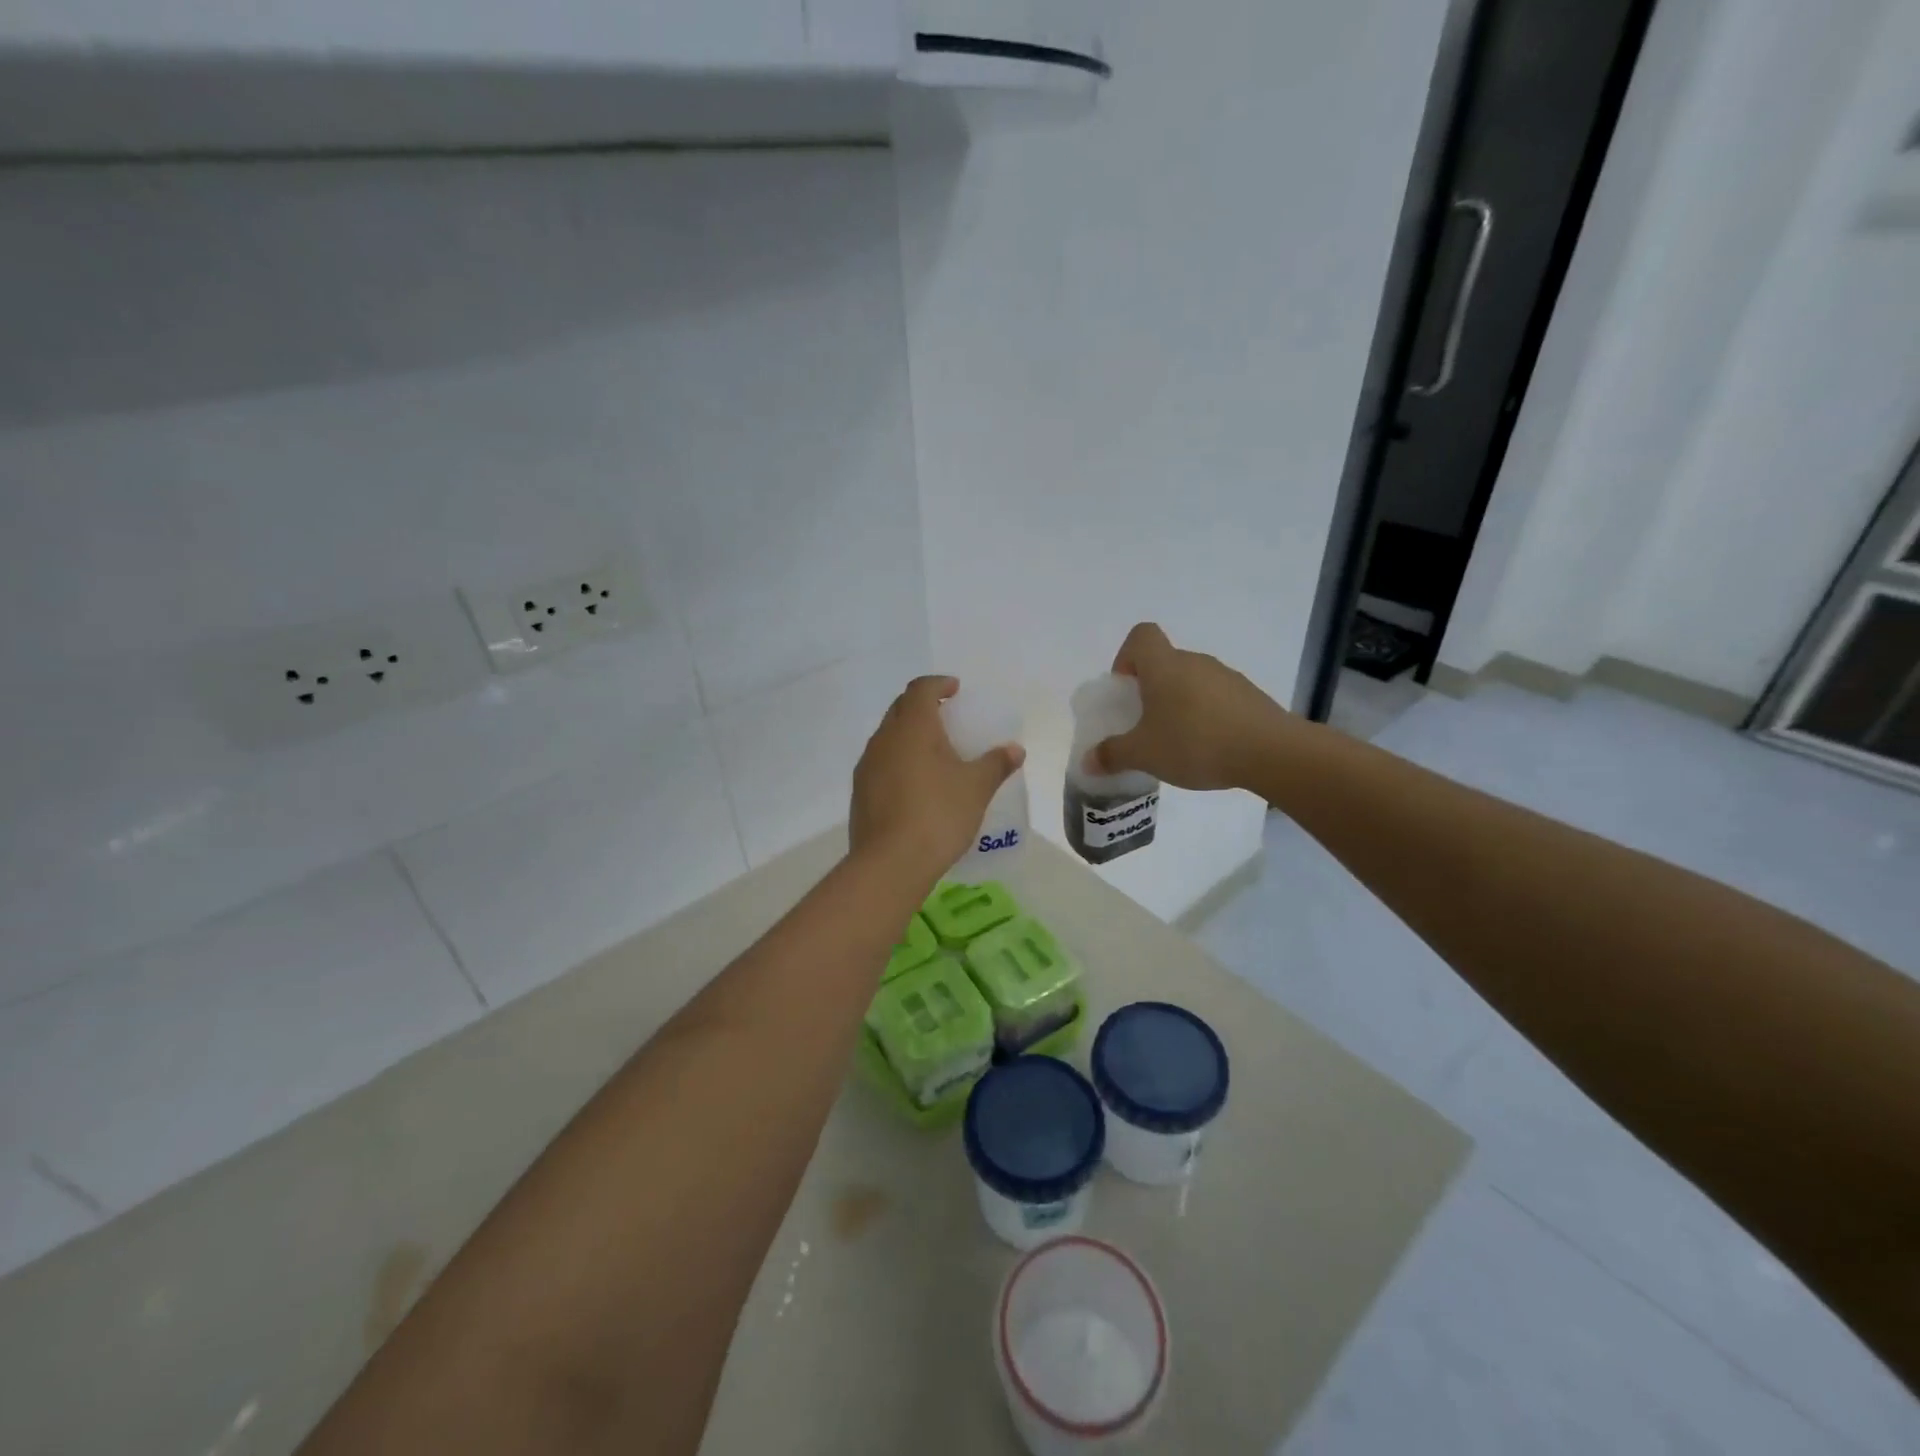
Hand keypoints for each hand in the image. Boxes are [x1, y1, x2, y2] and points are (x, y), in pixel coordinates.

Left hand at [851, 676, 1024, 875]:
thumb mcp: (976, 788)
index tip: (955, 690)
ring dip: (909, 735)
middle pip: (900, 709)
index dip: (938, 684)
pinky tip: (916, 784)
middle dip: (922, 706)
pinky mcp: (860, 792)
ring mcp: (867, 766)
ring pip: (888, 737)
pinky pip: (881, 763)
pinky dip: (899, 761)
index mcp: (912, 727)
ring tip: (934, 753)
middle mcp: (884, 739)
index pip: (920, 689)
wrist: (890, 863)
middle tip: (947, 717)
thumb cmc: (938, 814)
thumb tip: (1015, 750)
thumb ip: (996, 764)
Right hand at [1092, 623, 1292, 790]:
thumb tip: (1087, 762)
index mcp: (1164, 666)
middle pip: (1165, 662)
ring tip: (1176, 742)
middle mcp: (1195, 662)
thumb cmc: (1195, 743)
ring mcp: (1226, 677)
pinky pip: (1216, 698)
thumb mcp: (1144, 754)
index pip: (1141, 636)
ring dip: (1178, 704)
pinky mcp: (1249, 697)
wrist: (1270, 752)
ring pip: (1191, 681)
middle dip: (1150, 690)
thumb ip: (1112, 755)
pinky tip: (1208, 748)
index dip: (1126, 656)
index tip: (1125, 689)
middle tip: (1145, 725)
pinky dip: (1206, 716)